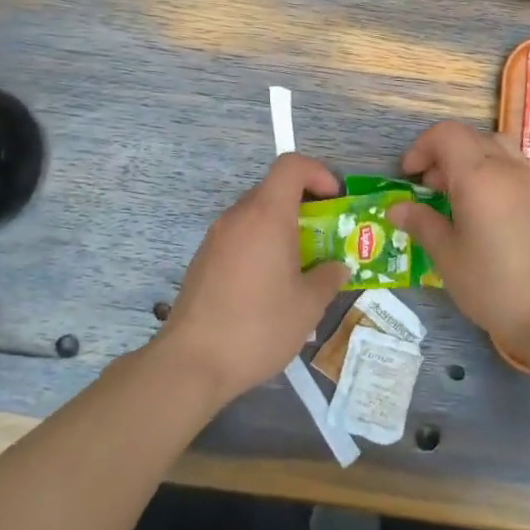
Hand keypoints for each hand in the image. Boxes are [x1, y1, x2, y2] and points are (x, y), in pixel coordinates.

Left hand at [156, 153, 349, 405]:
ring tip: (300, 267)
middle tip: (325, 238)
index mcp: (266, 216)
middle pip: (274, 190)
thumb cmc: (258, 326)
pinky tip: (269, 286)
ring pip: (256, 215)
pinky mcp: (203, 260)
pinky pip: (240, 237)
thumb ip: (329, 278)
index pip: (291, 165)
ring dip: (282, 229)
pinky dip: (261, 246)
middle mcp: (238, 217)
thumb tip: (337, 267)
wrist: (192, 363)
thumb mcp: (308, 305)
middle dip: (305, 206)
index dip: (318, 173)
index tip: (334, 201)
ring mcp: (216, 238)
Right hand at [386, 122, 529, 366]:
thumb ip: (422, 223)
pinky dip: (488, 173)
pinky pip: (510, 167)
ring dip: (467, 160)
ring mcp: (529, 181)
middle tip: (428, 188)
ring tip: (454, 197)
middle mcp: (506, 168)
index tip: (408, 176)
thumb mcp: (447, 256)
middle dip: (442, 154)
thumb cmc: (492, 284)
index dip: (421, 147)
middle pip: (469, 137)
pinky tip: (480, 211)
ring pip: (493, 148)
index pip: (446, 134)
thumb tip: (397, 208)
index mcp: (478, 175)